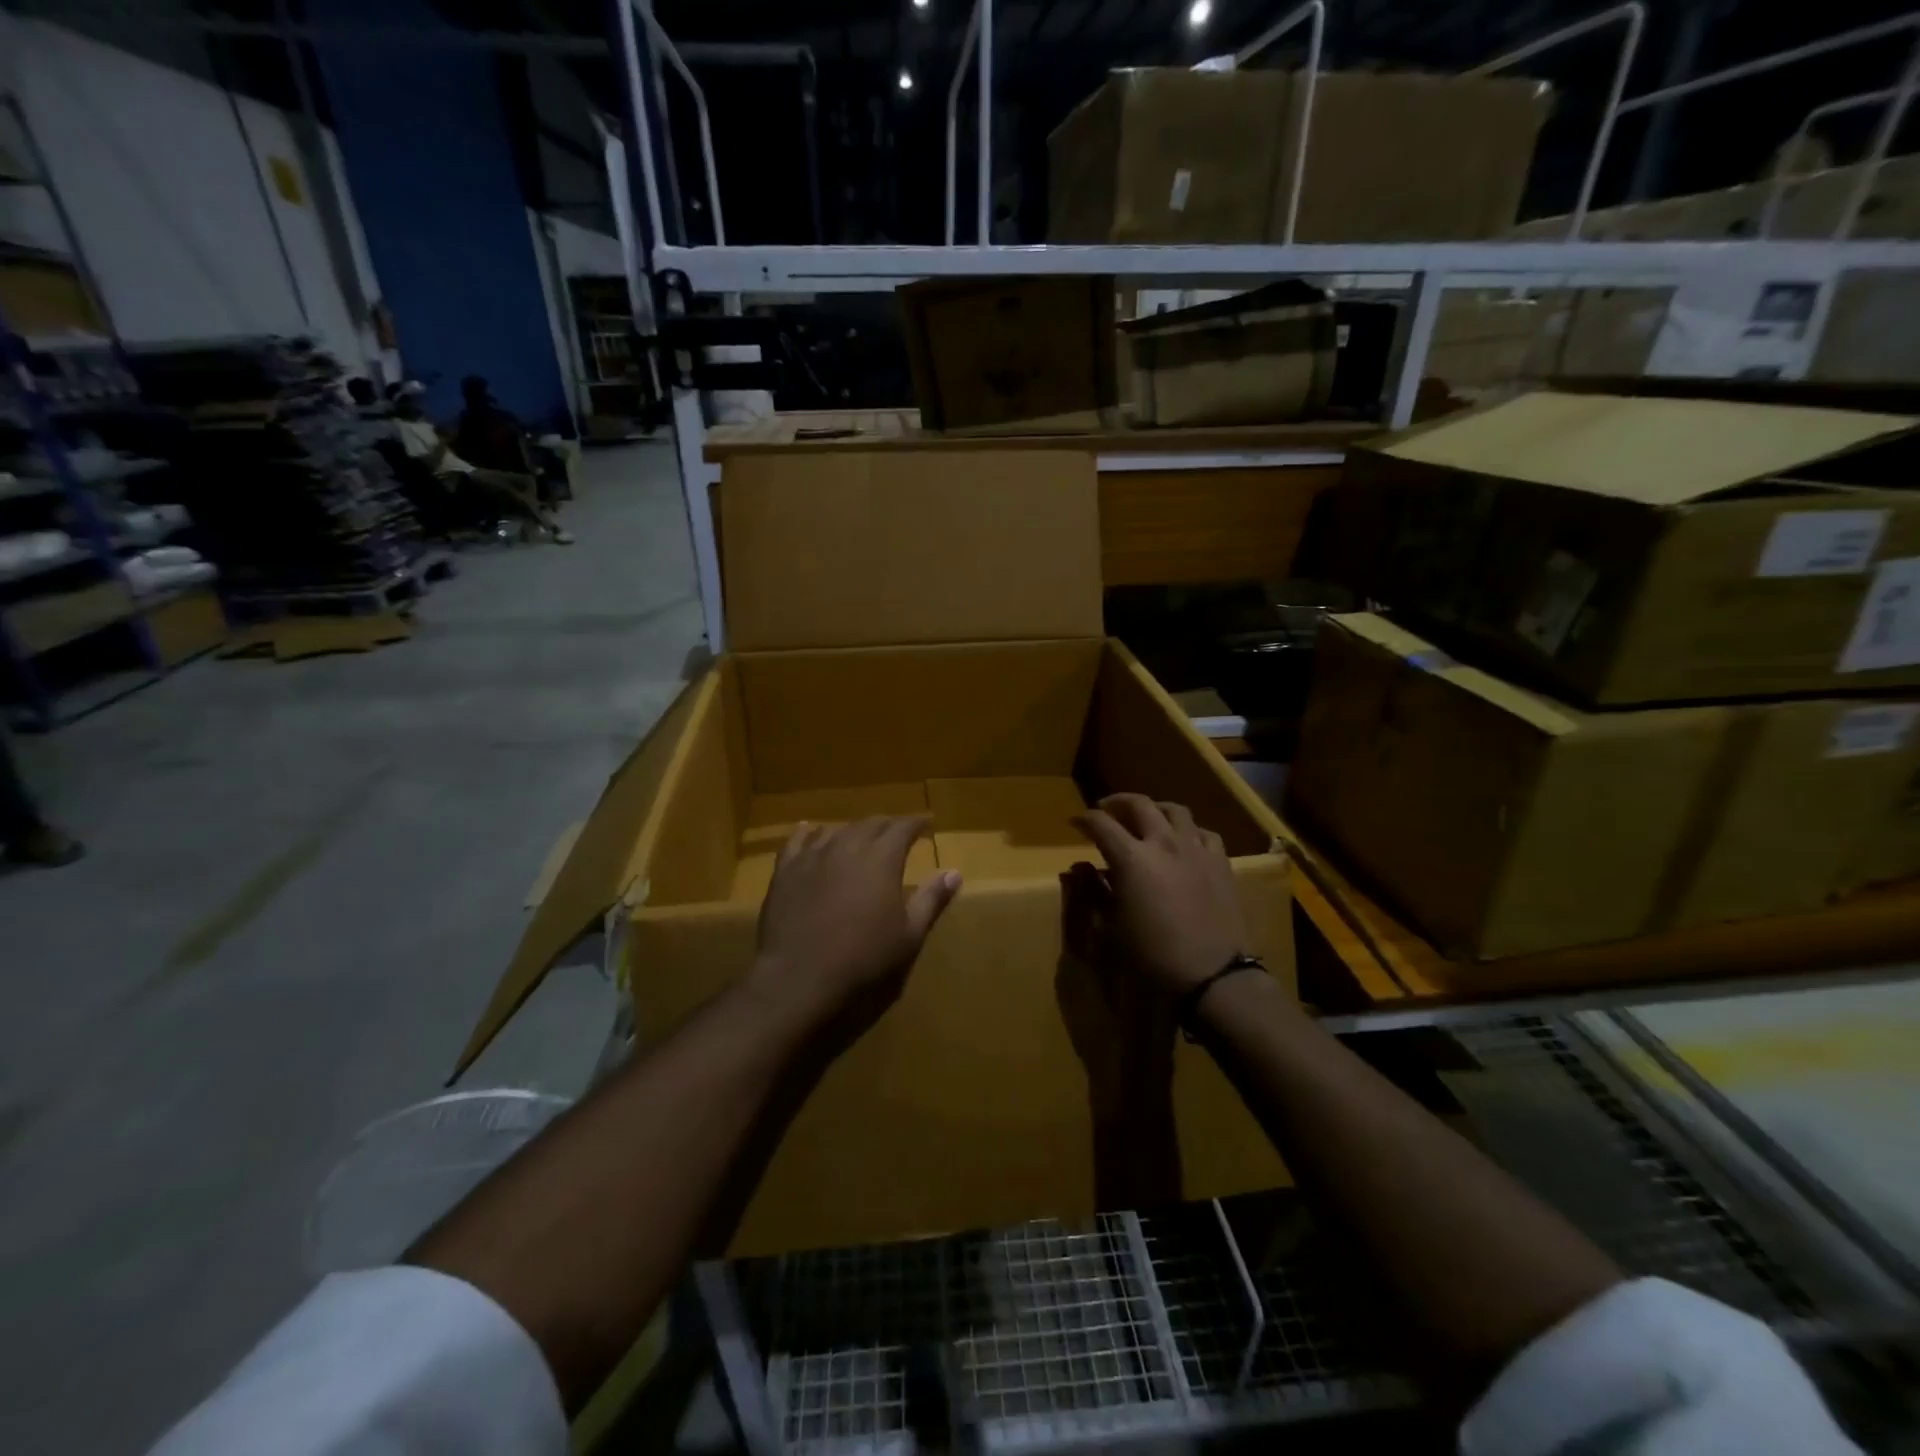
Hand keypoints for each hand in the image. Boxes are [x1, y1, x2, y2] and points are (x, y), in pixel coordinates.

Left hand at [749, 816, 961, 1023]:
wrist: (800, 977)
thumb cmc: (864, 959)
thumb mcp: (909, 934)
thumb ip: (931, 899)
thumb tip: (954, 872)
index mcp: (882, 858)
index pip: (903, 827)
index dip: (916, 822)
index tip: (927, 822)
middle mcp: (848, 846)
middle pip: (871, 824)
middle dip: (888, 825)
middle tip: (898, 832)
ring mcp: (813, 856)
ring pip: (837, 830)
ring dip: (854, 830)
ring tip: (861, 837)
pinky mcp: (785, 871)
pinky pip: (797, 841)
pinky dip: (809, 832)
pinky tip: (810, 830)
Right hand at [1071, 794, 1247, 996]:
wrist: (1212, 975)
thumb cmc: (1152, 955)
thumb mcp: (1110, 928)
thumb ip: (1093, 891)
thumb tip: (1079, 869)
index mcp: (1131, 858)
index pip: (1101, 824)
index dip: (1084, 819)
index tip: (1074, 822)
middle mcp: (1164, 843)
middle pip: (1139, 804)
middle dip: (1117, 802)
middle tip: (1106, 809)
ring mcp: (1196, 850)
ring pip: (1175, 810)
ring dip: (1155, 808)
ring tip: (1146, 817)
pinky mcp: (1221, 862)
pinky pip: (1203, 832)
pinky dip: (1187, 830)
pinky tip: (1183, 841)